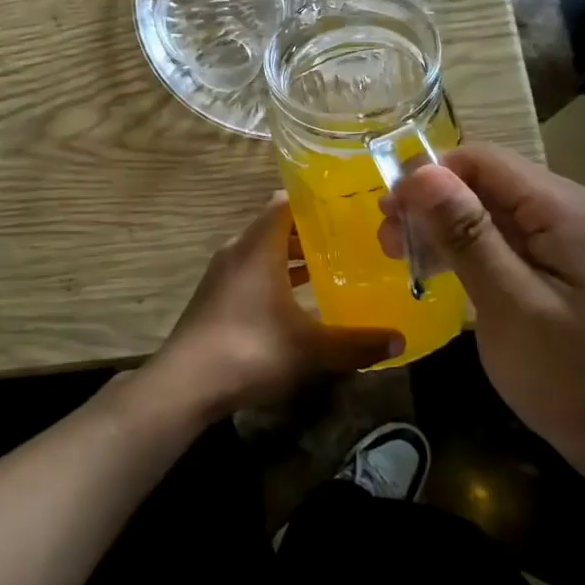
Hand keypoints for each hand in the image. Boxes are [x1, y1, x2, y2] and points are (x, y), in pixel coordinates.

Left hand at [147, 193, 403, 419]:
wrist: (185, 384)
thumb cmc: (250, 350)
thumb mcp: (311, 349)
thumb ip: (357, 343)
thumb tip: (399, 341)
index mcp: (259, 246)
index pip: (286, 202)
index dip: (317, 200)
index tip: (349, 204)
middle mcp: (238, 250)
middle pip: (277, 226)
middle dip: (312, 230)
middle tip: (352, 236)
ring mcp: (223, 274)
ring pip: (264, 251)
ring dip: (293, 256)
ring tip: (333, 264)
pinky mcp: (216, 296)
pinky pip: (252, 272)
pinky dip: (276, 276)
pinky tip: (300, 299)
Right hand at [382, 144, 584, 482]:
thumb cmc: (569, 375)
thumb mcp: (508, 303)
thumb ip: (466, 234)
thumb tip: (419, 173)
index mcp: (565, 209)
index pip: (482, 160)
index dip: (429, 176)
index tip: (388, 211)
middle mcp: (571, 209)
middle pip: (486, 181)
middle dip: (431, 204)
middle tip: (387, 240)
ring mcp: (569, 237)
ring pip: (491, 209)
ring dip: (443, 226)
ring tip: (401, 255)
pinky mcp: (562, 263)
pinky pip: (505, 237)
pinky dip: (467, 247)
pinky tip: (438, 269)